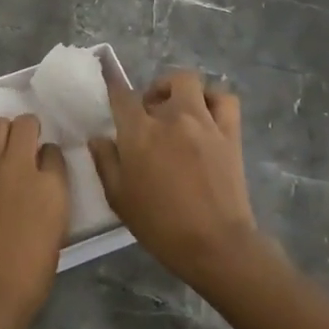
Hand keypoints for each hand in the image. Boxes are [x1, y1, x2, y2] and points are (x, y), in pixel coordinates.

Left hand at [0, 115, 69, 328]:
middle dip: (26, 131)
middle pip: (25, 125)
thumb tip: (39, 189)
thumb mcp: (54, 234)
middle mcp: (19, 165)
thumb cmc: (26, 277)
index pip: (54, 152)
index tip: (43, 166)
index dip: (48, 157)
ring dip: (0, 135)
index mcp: (51, 186)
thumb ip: (49, 201)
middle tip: (22, 146)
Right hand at [89, 70, 263, 294]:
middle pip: (163, 83)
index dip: (113, 87)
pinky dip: (214, 100)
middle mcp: (172, 117)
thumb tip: (98, 138)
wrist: (215, 245)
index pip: (121, 95)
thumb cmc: (160, 224)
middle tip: (149, 115)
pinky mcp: (230, 134)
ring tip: (179, 109)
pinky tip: (207, 116)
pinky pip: (225, 100)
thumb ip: (105, 162)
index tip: (110, 86)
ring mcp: (205, 122)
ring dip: (182, 91)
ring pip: (193, 83)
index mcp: (140, 132)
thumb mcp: (119, 198)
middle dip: (152, 93)